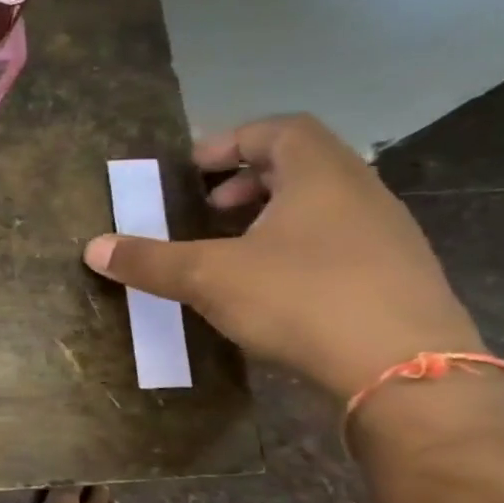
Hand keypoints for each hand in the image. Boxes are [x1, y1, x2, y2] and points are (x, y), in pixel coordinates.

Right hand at [84, 114, 482, 400]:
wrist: (410, 373)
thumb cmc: (303, 299)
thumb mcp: (209, 277)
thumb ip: (149, 261)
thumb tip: (93, 248)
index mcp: (321, 175)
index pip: (278, 129)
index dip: (230, 141)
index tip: (192, 170)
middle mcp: (362, 193)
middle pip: (300, 165)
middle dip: (245, 182)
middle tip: (207, 211)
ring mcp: (388, 237)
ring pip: (321, 207)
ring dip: (271, 219)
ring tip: (232, 253)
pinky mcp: (397, 279)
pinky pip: (338, 244)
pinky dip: (297, 251)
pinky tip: (271, 291)